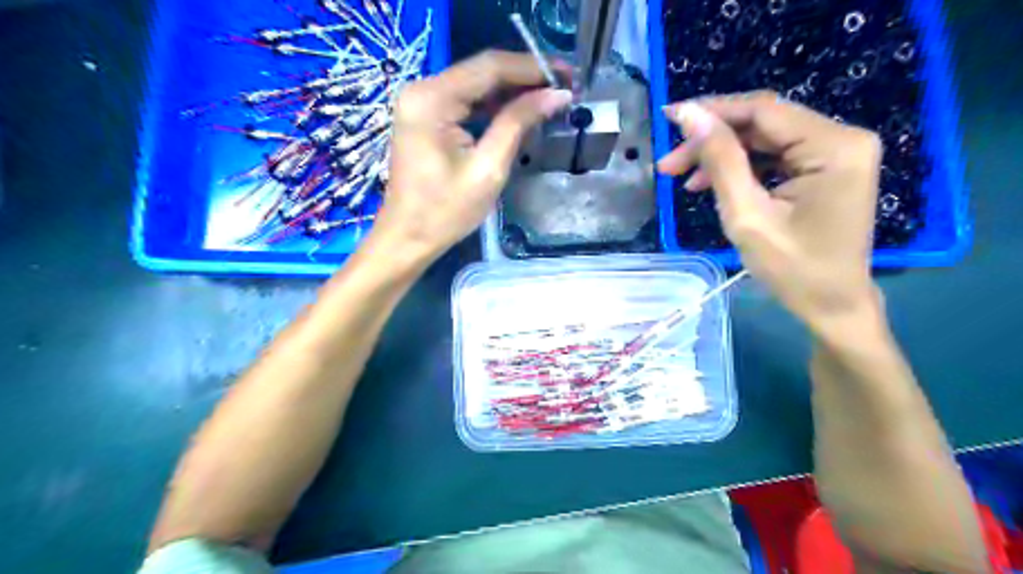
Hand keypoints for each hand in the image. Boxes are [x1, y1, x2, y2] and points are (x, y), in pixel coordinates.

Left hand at [369, 50, 573, 266]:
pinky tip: (519, 111)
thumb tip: (557, 95)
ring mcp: (421, 102)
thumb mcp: (488, 169)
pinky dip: (493, 105)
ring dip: (512, 91)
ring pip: (475, 85)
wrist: (408, 238)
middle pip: (482, 71)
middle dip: (525, 77)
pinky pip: (465, 101)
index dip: (533, 67)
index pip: (489, 67)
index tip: (568, 76)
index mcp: (432, 99)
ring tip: (549, 98)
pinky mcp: (425, 117)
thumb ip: (519, 123)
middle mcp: (422, 90)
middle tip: (564, 87)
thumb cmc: (446, 212)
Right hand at [660, 93, 883, 330]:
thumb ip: (720, 161)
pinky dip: (741, 168)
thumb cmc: (792, 269)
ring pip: (764, 140)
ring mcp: (836, 154)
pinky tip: (711, 184)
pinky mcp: (825, 169)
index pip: (763, 111)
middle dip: (712, 141)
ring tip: (682, 179)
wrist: (832, 306)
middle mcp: (841, 139)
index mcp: (833, 146)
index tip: (669, 118)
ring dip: (721, 156)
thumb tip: (690, 115)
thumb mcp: (747, 215)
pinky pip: (774, 157)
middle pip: (762, 124)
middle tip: (668, 165)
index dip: (712, 111)